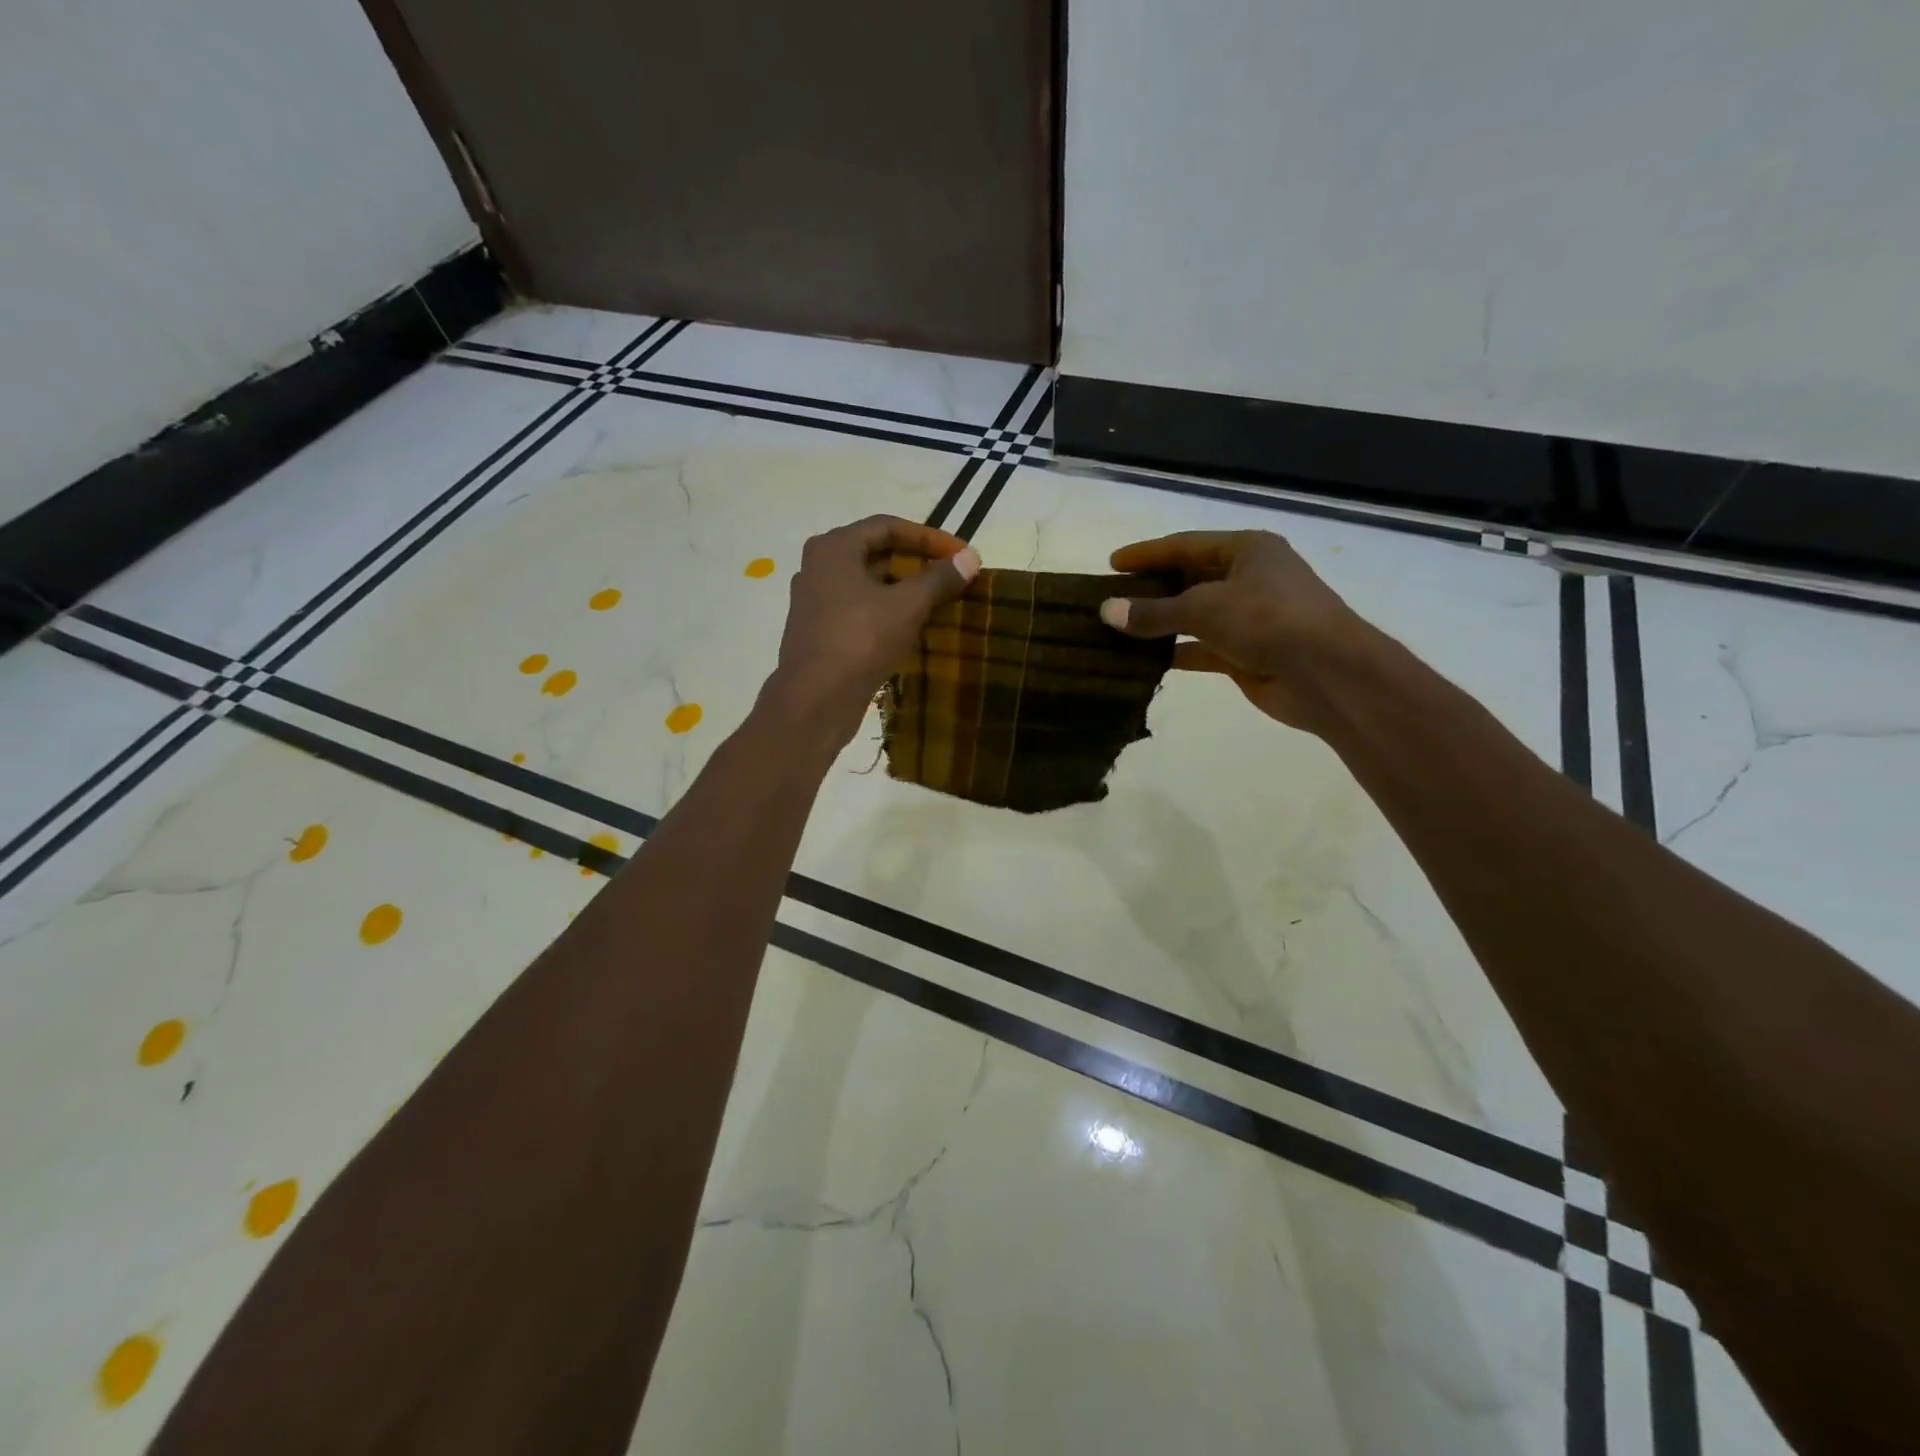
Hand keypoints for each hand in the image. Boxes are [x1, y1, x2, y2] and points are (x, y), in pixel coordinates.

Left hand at [768, 515, 979, 745]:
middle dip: (917, 564)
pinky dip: (887, 613)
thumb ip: (939, 579)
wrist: (815, 700)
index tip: (961, 554)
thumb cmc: (860, 640)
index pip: (888, 526)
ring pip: (868, 585)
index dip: (929, 537)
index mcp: (834, 548)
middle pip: (876, 554)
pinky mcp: (819, 633)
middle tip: (951, 577)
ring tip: (938, 603)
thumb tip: (970, 558)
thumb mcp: (907, 606)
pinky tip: (911, 629)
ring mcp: (815, 602)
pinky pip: (859, 611)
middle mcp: (818, 568)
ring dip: (903, 591)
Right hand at [1099, 530, 1373, 732]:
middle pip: (1189, 579)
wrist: (1327, 673)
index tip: (1112, 564)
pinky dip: (1175, 653)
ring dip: (1160, 624)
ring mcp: (1249, 618)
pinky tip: (1143, 661)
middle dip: (1151, 590)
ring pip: (1194, 617)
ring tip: (1119, 631)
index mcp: (1247, 550)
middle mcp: (1249, 578)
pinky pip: (1201, 649)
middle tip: (1111, 600)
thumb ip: (1153, 612)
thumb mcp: (1204, 608)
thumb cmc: (1268, 620)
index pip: (1185, 546)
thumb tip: (1106, 611)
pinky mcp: (1246, 654)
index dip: (1147, 554)